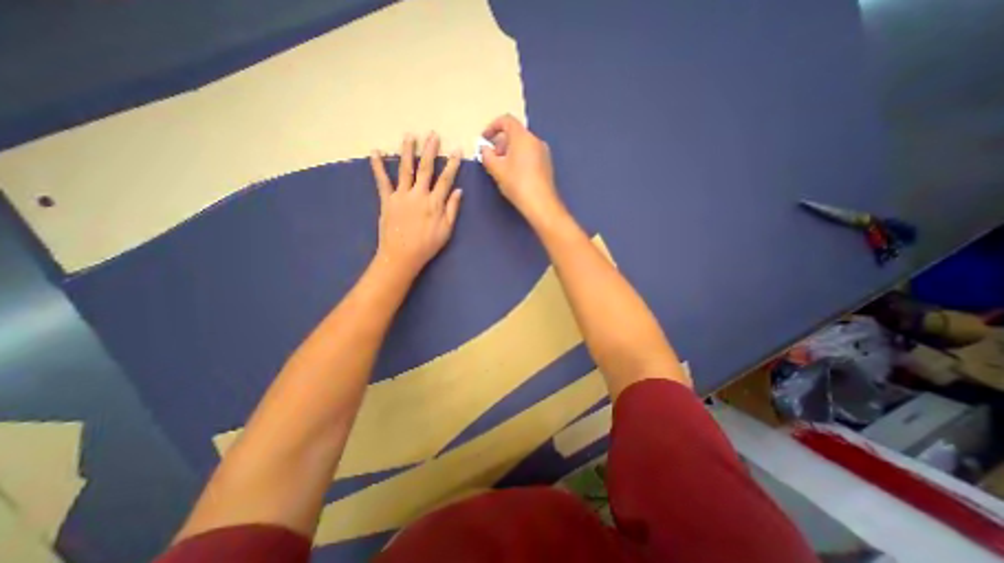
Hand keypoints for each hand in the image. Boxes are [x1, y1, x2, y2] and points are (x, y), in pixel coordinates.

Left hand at [367, 133, 461, 276]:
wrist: (402, 255)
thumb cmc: (427, 245)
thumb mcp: (446, 230)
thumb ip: (452, 209)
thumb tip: (459, 191)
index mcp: (434, 203)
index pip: (446, 179)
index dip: (452, 164)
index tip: (457, 150)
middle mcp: (419, 194)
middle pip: (426, 168)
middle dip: (431, 150)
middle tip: (433, 135)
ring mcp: (401, 196)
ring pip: (405, 169)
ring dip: (407, 151)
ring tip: (409, 136)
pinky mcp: (387, 200)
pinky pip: (382, 181)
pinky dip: (378, 166)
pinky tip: (375, 152)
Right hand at [480, 115, 564, 222]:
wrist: (541, 203)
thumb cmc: (517, 183)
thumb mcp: (496, 170)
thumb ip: (487, 155)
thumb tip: (484, 149)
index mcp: (522, 137)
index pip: (506, 120)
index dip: (492, 126)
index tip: (484, 138)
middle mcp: (535, 140)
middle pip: (515, 133)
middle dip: (500, 142)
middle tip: (492, 157)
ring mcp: (543, 151)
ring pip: (523, 144)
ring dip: (509, 151)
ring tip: (501, 167)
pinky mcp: (546, 163)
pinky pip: (530, 153)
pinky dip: (519, 157)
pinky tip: (514, 173)